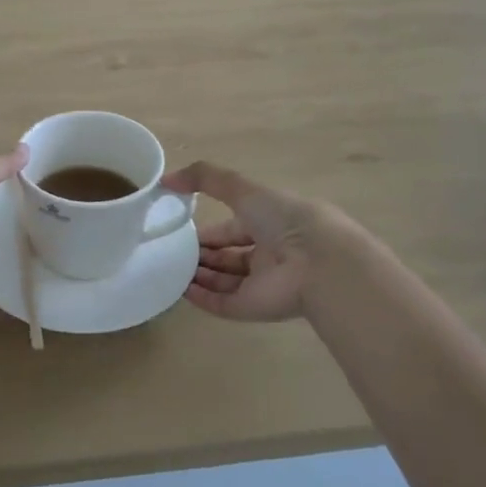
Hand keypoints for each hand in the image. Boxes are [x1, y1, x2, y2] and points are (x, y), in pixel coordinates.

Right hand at [160, 163, 338, 323]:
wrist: (318, 264)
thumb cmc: (285, 219)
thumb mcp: (243, 189)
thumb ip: (205, 178)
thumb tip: (166, 178)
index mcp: (272, 223)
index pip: (235, 227)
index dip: (210, 230)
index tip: (181, 229)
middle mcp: (269, 254)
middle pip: (229, 256)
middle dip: (202, 254)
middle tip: (171, 251)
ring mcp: (263, 283)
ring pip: (225, 280)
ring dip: (199, 275)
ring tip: (170, 268)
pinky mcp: (254, 308)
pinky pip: (223, 304)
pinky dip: (202, 298)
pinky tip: (180, 290)